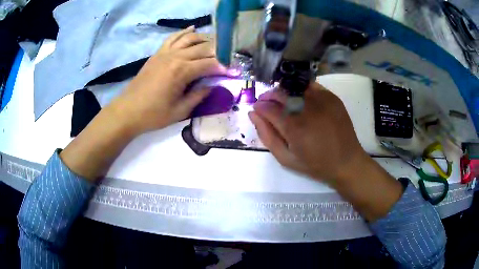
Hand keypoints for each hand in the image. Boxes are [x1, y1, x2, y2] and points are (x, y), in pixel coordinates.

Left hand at [112, 26, 225, 134]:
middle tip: (228, 57)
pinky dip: (183, 32)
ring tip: (215, 43)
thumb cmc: (153, 115)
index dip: (223, 67)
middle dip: (218, 51)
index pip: (209, 63)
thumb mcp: (180, 111)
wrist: (128, 111)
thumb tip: (212, 85)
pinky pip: (173, 38)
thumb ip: (198, 96)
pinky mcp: (157, 53)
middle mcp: (175, 57)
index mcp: (182, 71)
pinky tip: (192, 29)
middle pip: (202, 48)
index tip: (233, 71)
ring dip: (204, 39)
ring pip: (189, 38)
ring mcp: (165, 53)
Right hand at [248, 82, 367, 184]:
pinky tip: (300, 99)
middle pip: (280, 93)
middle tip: (268, 104)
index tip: (258, 109)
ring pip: (294, 87)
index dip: (259, 106)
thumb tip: (253, 114)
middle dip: (269, 97)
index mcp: (293, 127)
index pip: (268, 107)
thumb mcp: (286, 158)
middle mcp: (306, 109)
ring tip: (284, 102)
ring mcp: (321, 100)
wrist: (346, 161)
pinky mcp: (331, 97)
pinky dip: (301, 89)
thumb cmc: (315, 164)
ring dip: (284, 92)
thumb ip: (267, 136)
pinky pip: (310, 86)